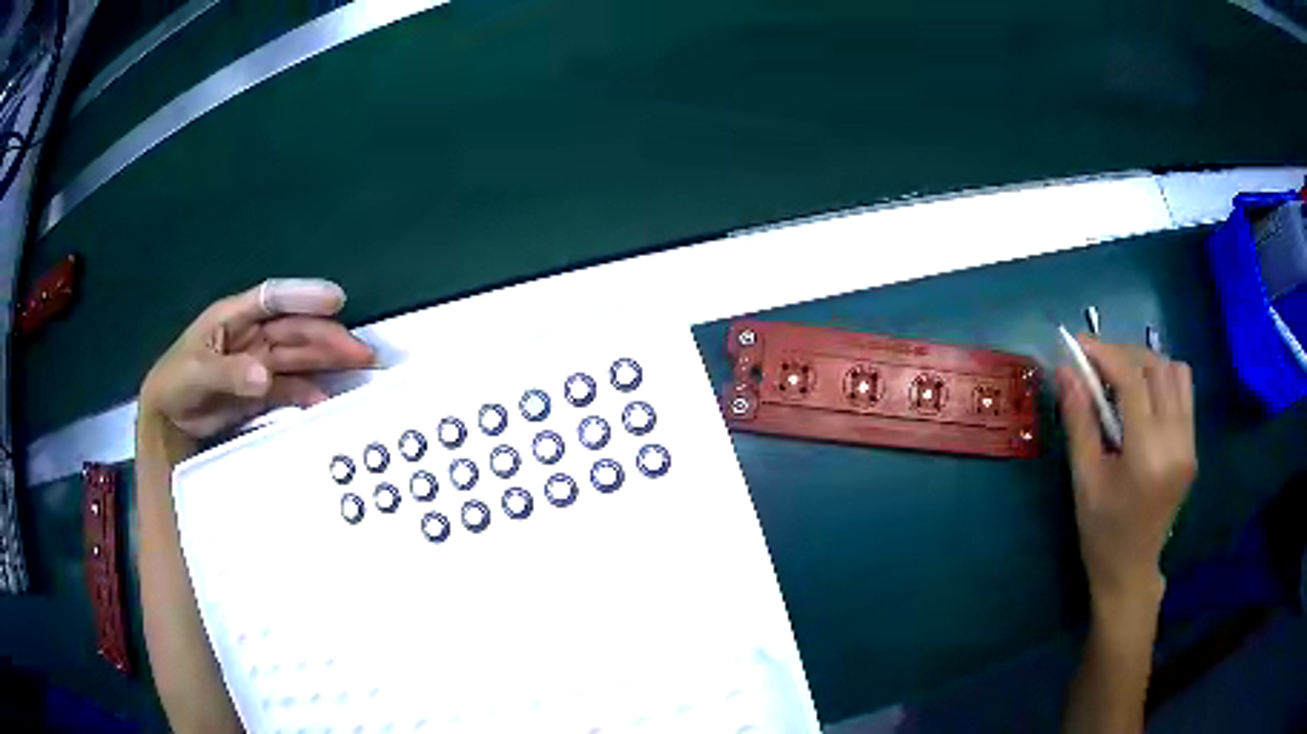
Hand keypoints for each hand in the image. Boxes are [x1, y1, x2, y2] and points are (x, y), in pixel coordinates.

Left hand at [140, 279, 374, 441]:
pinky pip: (291, 388)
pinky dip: (309, 393)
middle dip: (328, 336)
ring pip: (299, 357)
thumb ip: (229, 374)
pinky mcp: (261, 391)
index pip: (273, 299)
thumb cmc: (174, 384)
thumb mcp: (196, 375)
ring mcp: (258, 363)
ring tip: (359, 366)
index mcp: (234, 318)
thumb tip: (264, 375)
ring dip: (328, 360)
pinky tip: (325, 401)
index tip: (336, 299)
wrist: (167, 421)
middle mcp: (251, 336)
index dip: (304, 296)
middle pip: (294, 330)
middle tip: (362, 350)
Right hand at [1057, 336, 1195, 606]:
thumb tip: (1065, 371)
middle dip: (1124, 354)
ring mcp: (1189, 443)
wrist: (1131, 570)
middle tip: (1096, 361)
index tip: (1079, 344)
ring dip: (1147, 363)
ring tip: (1121, 375)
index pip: (1133, 381)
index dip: (1105, 354)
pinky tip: (1143, 395)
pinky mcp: (1193, 446)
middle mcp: (1176, 442)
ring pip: (1176, 372)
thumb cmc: (1101, 532)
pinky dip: (1162, 379)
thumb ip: (1079, 422)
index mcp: (1147, 455)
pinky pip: (1184, 392)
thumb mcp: (1084, 480)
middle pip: (1157, 368)